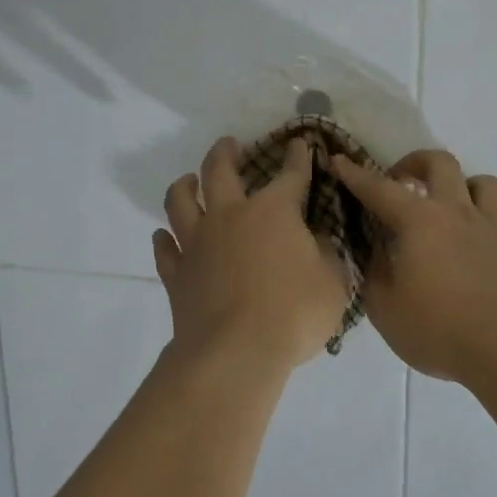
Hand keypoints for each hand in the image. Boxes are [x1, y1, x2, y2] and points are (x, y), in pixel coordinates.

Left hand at [153, 137, 348, 375]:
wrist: (235, 352)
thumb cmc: (293, 314)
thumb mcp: (332, 283)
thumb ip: (327, 256)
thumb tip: (318, 241)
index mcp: (274, 212)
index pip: (290, 174)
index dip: (297, 157)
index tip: (298, 143)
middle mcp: (230, 216)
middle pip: (219, 171)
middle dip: (225, 152)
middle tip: (229, 144)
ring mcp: (197, 244)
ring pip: (180, 202)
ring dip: (184, 186)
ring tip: (188, 180)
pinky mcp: (176, 274)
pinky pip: (164, 249)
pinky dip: (164, 240)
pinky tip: (164, 237)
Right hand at [329, 150, 496, 382]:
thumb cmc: (436, 328)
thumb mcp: (383, 306)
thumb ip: (375, 272)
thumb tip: (378, 253)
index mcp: (420, 221)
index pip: (379, 189)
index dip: (355, 174)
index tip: (338, 161)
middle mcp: (459, 214)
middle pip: (442, 163)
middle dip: (416, 163)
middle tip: (402, 182)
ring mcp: (495, 231)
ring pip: (487, 185)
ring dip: (465, 188)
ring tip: (451, 207)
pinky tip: (489, 244)